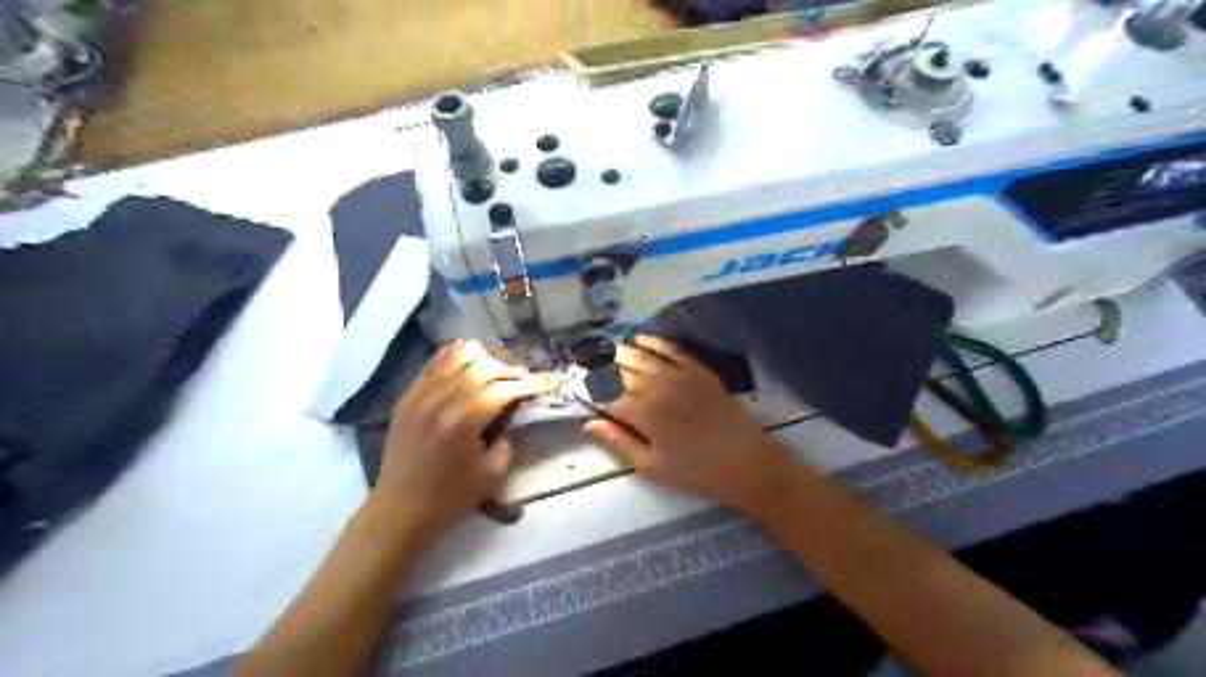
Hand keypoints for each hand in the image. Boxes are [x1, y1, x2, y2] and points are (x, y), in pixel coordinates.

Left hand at [361, 342, 540, 542]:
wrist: (400, 507)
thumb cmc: (451, 496)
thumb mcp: (494, 473)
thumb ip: (508, 437)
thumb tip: (511, 412)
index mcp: (465, 422)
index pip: (502, 389)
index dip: (523, 386)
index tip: (536, 388)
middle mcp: (442, 401)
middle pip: (482, 367)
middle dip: (507, 370)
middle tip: (519, 379)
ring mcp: (421, 394)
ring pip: (456, 356)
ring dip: (481, 357)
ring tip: (494, 367)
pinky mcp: (408, 396)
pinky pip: (433, 363)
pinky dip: (455, 357)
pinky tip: (468, 364)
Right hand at [583, 335, 792, 515]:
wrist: (746, 462)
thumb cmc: (695, 472)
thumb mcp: (651, 466)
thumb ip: (618, 442)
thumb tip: (588, 424)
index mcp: (642, 414)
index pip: (605, 396)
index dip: (587, 389)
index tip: (573, 383)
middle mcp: (656, 388)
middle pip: (620, 371)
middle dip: (598, 366)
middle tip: (582, 361)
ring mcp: (679, 375)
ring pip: (641, 356)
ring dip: (620, 350)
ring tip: (604, 347)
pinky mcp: (698, 370)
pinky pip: (671, 349)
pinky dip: (653, 342)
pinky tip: (640, 338)